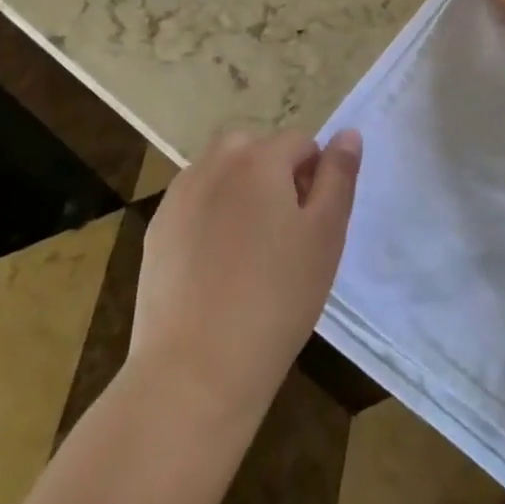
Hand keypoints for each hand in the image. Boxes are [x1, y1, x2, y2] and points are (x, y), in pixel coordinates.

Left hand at [127, 126, 361, 421]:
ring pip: (219, 171)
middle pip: (252, 146)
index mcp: (259, 159)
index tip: (313, 222)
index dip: (314, 175)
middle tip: (285, 227)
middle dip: (272, 171)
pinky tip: (216, 265)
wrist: (196, 369)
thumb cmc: (276, 298)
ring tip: (251, 246)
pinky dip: (209, 216)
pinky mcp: (156, 231)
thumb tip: (347, 133)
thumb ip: (339, 176)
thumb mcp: (326, 234)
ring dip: (239, 188)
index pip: (299, 141)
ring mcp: (178, 197)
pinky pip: (193, 203)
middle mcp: (214, 165)